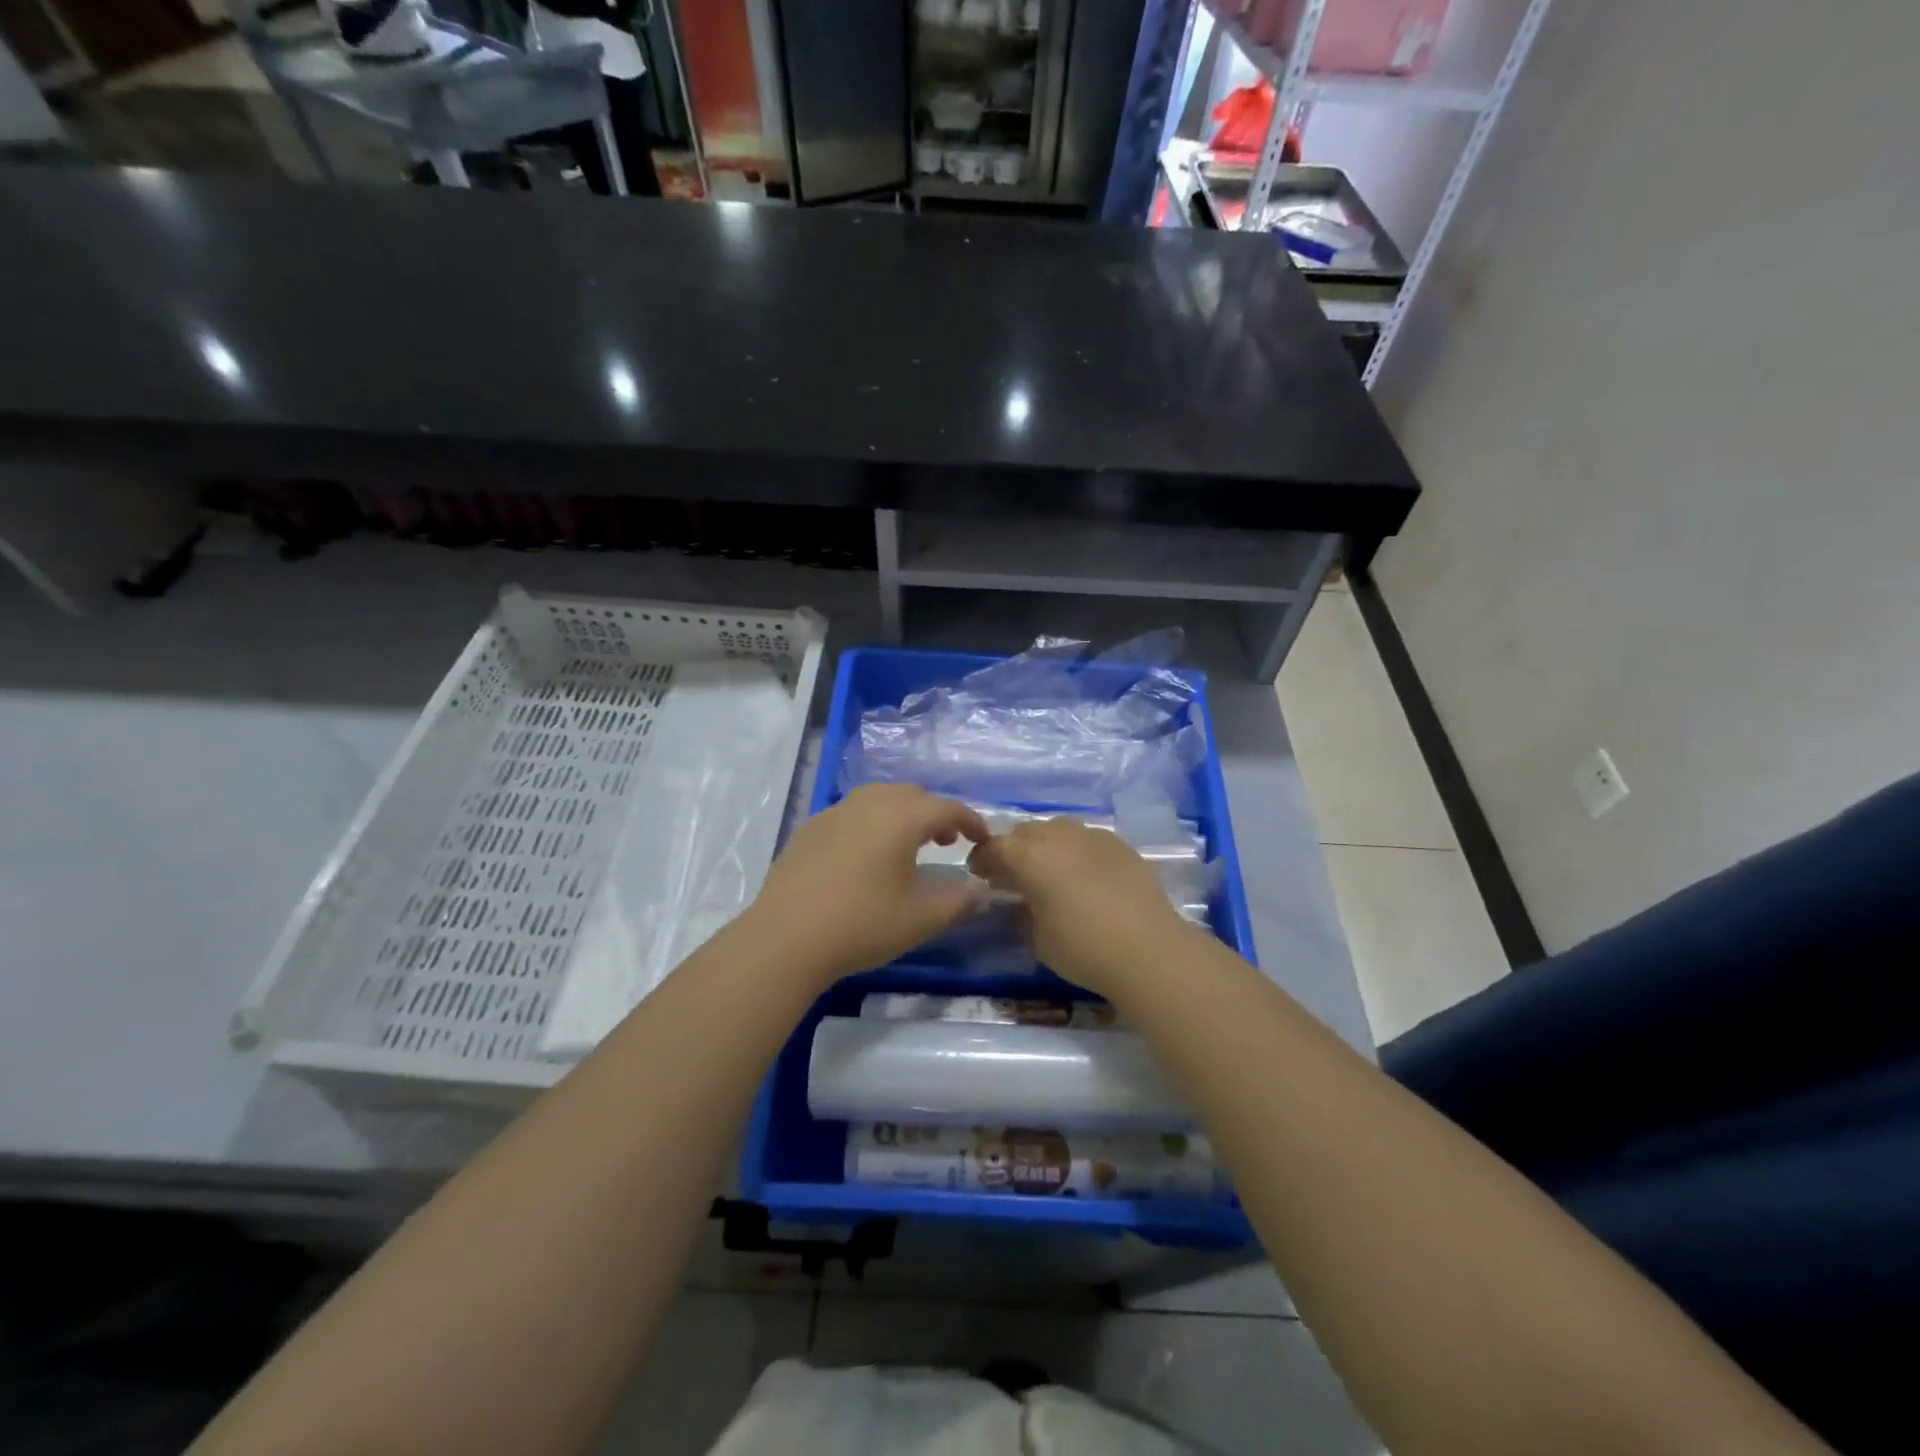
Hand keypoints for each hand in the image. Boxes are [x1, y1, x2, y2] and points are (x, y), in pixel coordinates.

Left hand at [747, 784, 990, 983]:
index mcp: (902, 817)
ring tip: (907, 845)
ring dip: (901, 814)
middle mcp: (869, 803)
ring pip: (879, 799)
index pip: (948, 808)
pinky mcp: (809, 828)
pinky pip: (851, 814)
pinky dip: (870, 823)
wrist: (785, 938)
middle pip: (912, 795)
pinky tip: (865, 855)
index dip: (971, 821)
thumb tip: (982, 891)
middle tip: (947, 841)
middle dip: (935, 813)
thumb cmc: (862, 924)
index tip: (982, 839)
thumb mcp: (921, 918)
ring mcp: (835, 812)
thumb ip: (959, 901)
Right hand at [967, 818, 1196, 995]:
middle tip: (1012, 874)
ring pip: (1058, 829)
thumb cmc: (1083, 948)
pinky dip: (1076, 850)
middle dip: (1014, 849)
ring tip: (1049, 871)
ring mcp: (1093, 836)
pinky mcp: (1120, 845)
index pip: (995, 847)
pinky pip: (1087, 839)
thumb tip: (1018, 903)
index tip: (979, 874)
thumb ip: (1021, 913)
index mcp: (1030, 857)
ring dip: (1046, 845)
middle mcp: (1058, 837)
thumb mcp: (1037, 938)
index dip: (982, 859)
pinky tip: (1083, 874)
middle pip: (1026, 832)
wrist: (1149, 949)